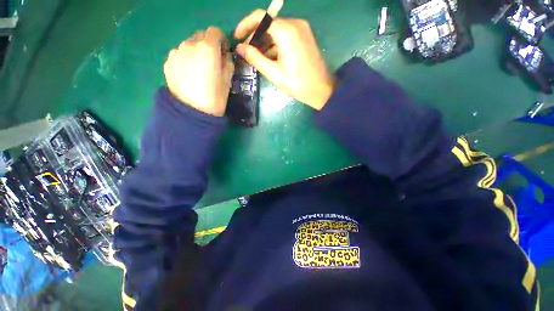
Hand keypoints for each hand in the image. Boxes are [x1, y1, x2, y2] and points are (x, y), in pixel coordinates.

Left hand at [164, 27, 234, 116]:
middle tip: (212, 63)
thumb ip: (228, 61)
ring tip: (199, 71)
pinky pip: (180, 54)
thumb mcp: (228, 80)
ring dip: (196, 52)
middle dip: (208, 45)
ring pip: (189, 44)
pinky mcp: (168, 62)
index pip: (215, 31)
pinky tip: (189, 75)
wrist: (191, 113)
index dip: (221, 40)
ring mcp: (176, 52)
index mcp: (207, 48)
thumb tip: (224, 54)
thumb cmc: (215, 98)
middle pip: (200, 35)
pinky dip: (186, 59)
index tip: (223, 52)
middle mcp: (189, 44)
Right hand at [235, 10, 334, 109]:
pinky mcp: (305, 36)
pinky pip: (286, 36)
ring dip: (265, 43)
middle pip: (269, 24)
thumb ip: (255, 58)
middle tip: (247, 53)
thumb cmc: (297, 84)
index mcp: (286, 31)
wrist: (321, 90)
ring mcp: (302, 29)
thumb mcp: (274, 73)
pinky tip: (271, 58)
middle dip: (256, 38)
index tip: (237, 38)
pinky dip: (276, 45)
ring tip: (257, 58)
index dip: (246, 26)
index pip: (260, 18)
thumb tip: (239, 48)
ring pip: (277, 31)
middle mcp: (295, 24)